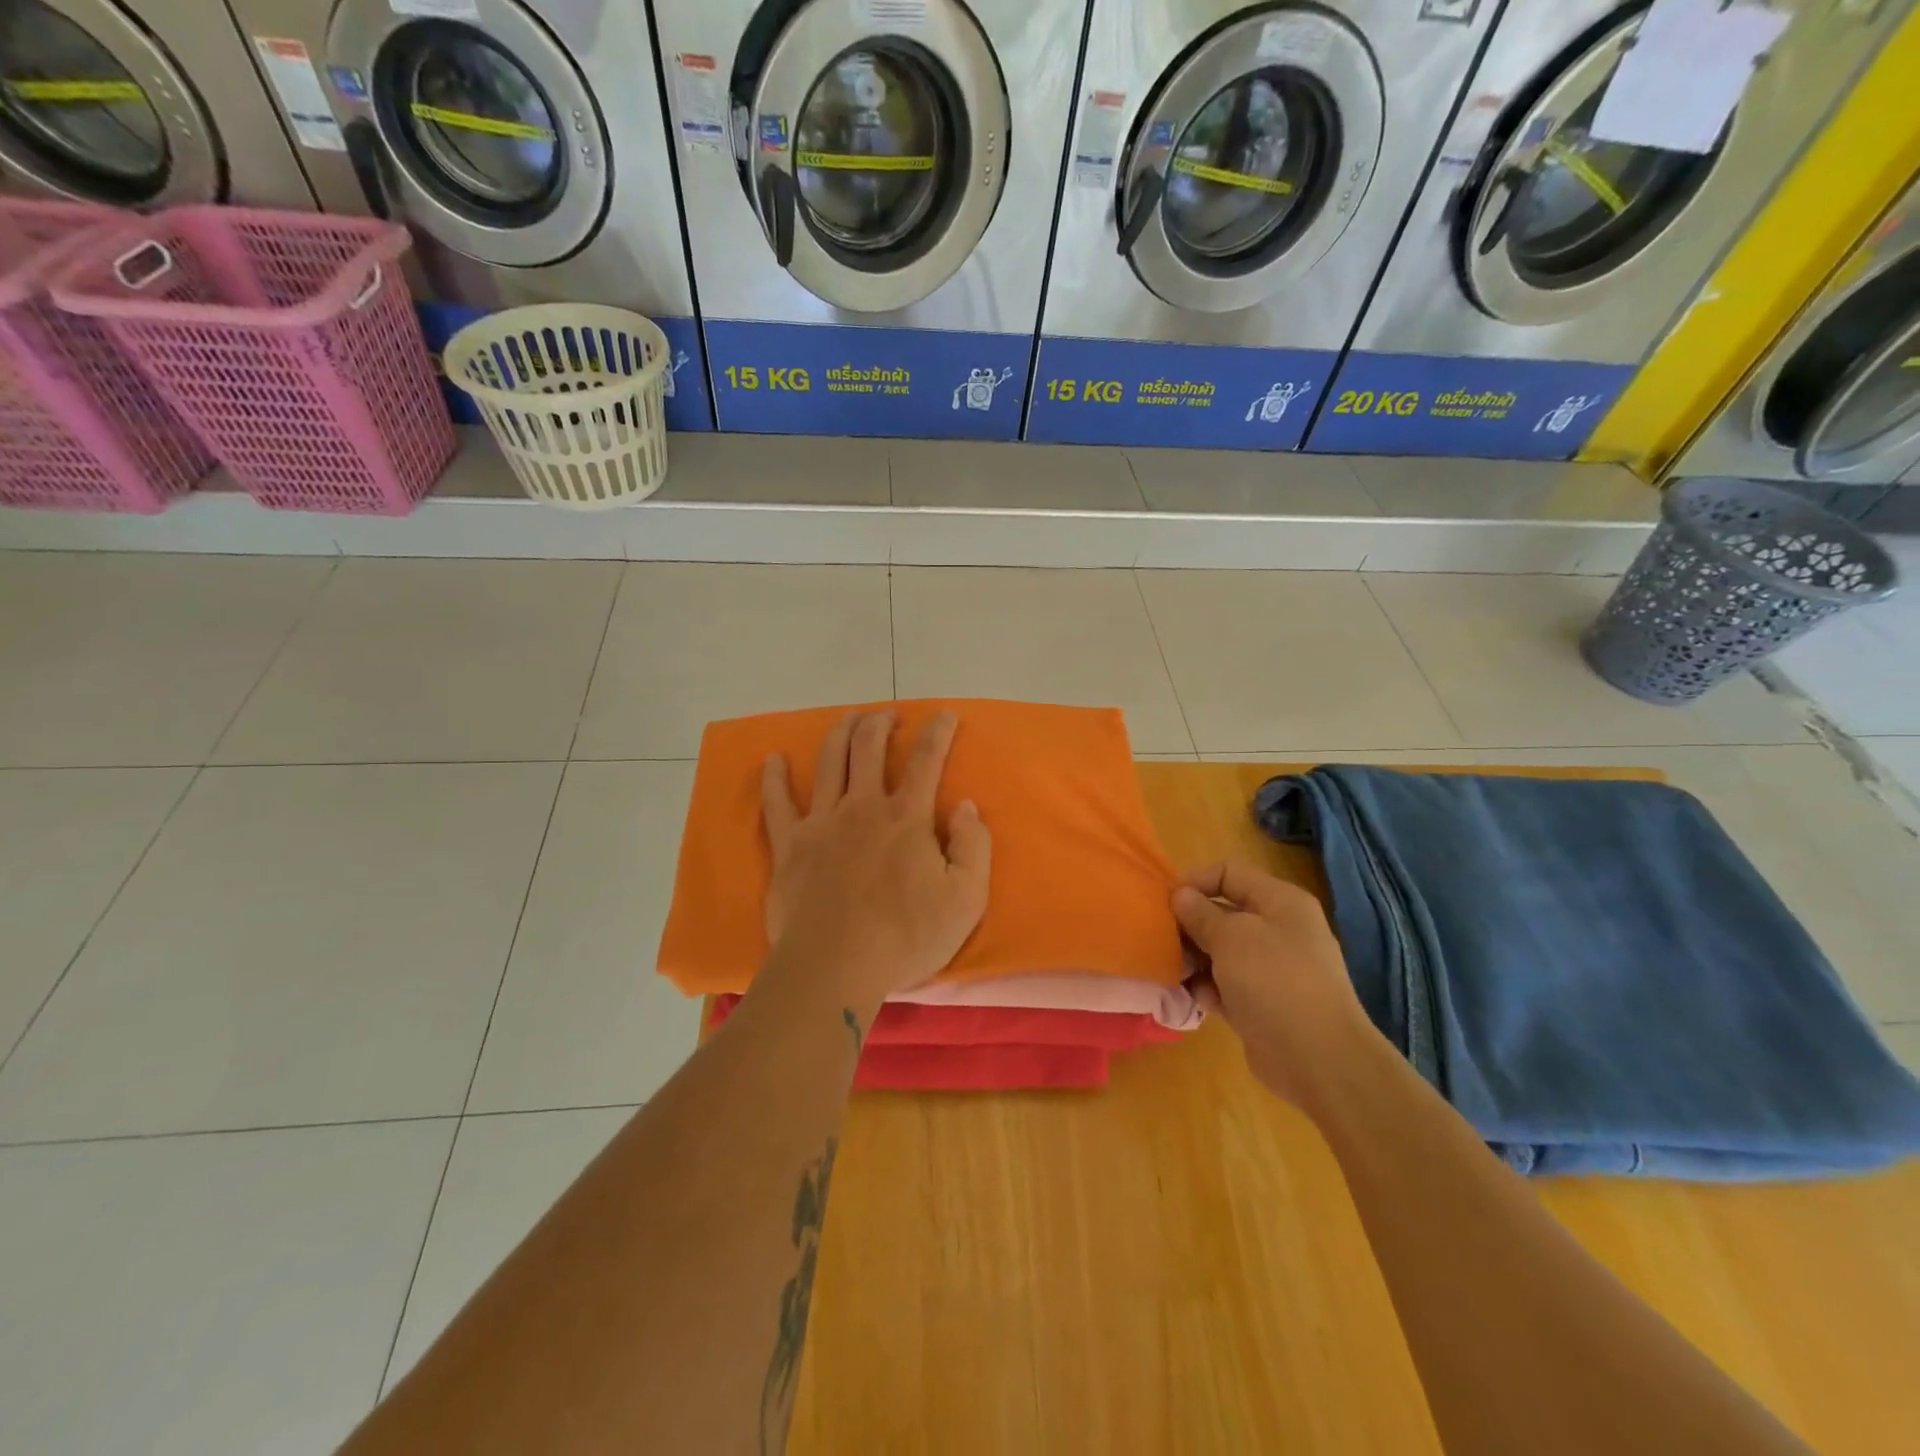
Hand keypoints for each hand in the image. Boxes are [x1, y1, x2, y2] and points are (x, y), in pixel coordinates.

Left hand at [759, 710, 991, 1016]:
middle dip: (880, 723)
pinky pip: (777, 802)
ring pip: (828, 762)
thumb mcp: (965, 899)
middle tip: (887, 717)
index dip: (938, 732)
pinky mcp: (790, 845)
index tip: (944, 714)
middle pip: (868, 747)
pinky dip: (775, 777)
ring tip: (848, 720)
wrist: (834, 968)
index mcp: (906, 817)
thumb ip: (973, 847)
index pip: (926, 760)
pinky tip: (774, 760)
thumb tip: (965, 807)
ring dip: (839, 733)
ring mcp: (821, 822)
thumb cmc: (905, 937)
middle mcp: (862, 807)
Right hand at [1173, 862, 1378, 1109]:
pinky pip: (1227, 984)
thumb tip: (1181, 896)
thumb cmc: (1274, 982)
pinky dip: (1210, 989)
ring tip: (1180, 975)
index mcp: (1280, 901)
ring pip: (1220, 951)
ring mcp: (1272, 968)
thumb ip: (1200, 913)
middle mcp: (1279, 929)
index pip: (1228, 873)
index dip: (1195, 882)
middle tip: (1165, 943)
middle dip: (1190, 926)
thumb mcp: (1231, 937)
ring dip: (1196, 961)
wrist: (1319, 1059)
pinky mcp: (1263, 1002)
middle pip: (1222, 913)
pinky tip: (1200, 1001)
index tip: (1165, 903)